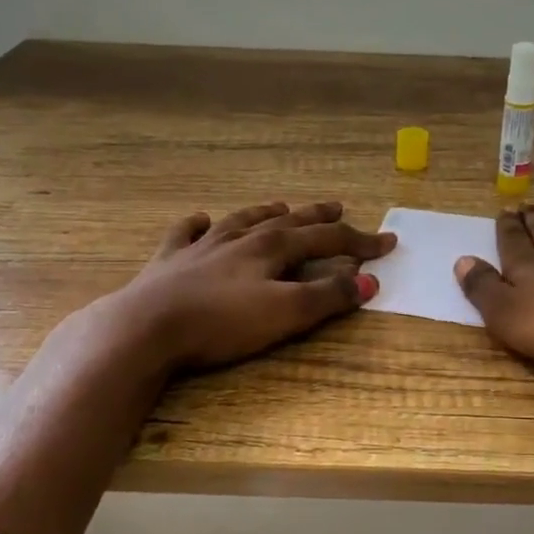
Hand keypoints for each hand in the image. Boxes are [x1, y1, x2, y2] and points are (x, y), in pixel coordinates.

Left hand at [97, 200, 394, 370]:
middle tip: (338, 207)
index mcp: (272, 248)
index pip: (327, 240)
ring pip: (242, 220)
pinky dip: (196, 224)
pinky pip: (185, 233)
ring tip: (281, 206)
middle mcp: (241, 238)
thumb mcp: (285, 313)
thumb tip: (369, 280)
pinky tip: (200, 219)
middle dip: (317, 217)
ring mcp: (202, 246)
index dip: (360, 241)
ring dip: (265, 213)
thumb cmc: (222, 322)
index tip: (387, 242)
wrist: (146, 327)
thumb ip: (327, 297)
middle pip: (288, 222)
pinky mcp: (169, 261)